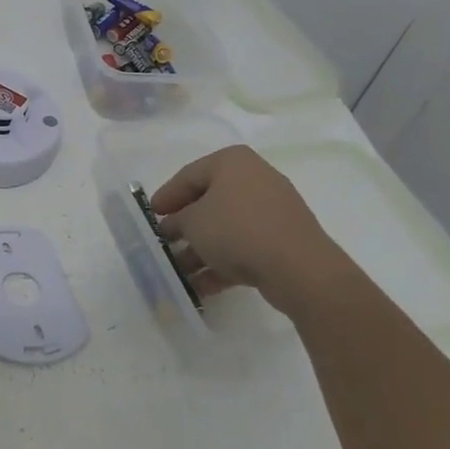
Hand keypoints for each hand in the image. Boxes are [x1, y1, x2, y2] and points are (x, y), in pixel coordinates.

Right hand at [151, 145, 361, 316]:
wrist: (298, 267)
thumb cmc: (236, 229)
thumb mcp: (192, 222)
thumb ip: (176, 221)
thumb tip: (173, 225)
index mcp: (232, 162)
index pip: (188, 175)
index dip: (166, 196)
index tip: (151, 216)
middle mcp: (254, 179)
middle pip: (208, 202)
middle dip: (184, 227)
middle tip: (164, 243)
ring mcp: (272, 211)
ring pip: (226, 228)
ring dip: (200, 250)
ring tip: (179, 272)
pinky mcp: (282, 240)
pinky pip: (244, 247)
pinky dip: (222, 263)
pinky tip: (200, 286)